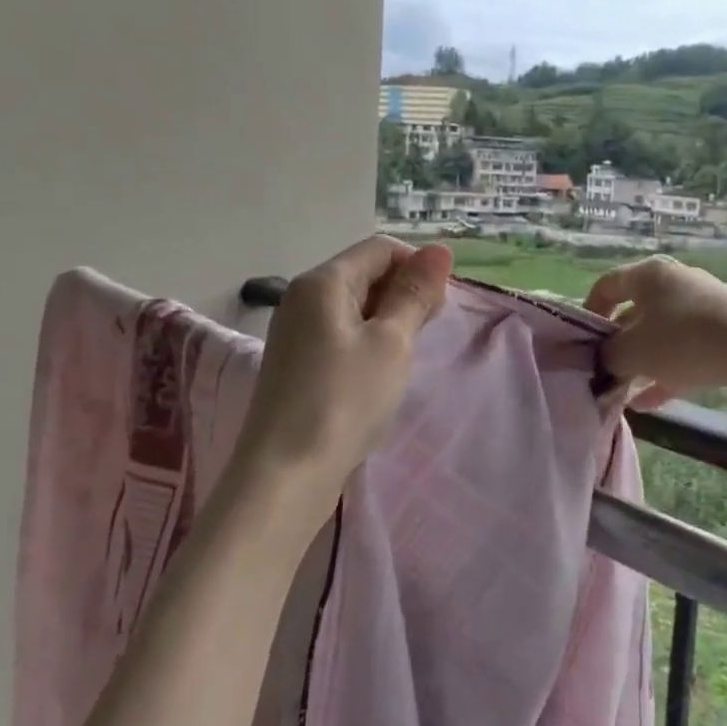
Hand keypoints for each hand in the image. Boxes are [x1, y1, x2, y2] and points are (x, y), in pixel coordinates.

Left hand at [230, 236, 453, 524]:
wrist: (285, 476)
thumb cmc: (345, 400)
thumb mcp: (392, 343)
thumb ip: (415, 294)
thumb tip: (440, 250)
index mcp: (323, 281)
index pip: (380, 249)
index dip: (418, 266)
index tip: (442, 305)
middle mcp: (302, 297)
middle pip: (365, 273)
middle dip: (404, 293)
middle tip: (429, 331)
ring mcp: (295, 331)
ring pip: (355, 305)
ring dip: (389, 320)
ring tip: (407, 355)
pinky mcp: (296, 362)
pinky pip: (341, 333)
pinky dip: (368, 341)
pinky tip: (380, 373)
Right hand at [585, 255, 726, 409]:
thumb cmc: (683, 340)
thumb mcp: (633, 352)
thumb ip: (608, 356)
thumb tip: (602, 360)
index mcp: (648, 275)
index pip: (607, 284)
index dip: (589, 311)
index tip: (581, 341)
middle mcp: (674, 282)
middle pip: (635, 310)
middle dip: (618, 343)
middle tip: (604, 371)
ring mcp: (702, 305)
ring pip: (661, 333)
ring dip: (642, 361)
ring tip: (624, 392)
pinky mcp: (724, 329)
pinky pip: (686, 350)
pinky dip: (667, 371)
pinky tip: (651, 402)